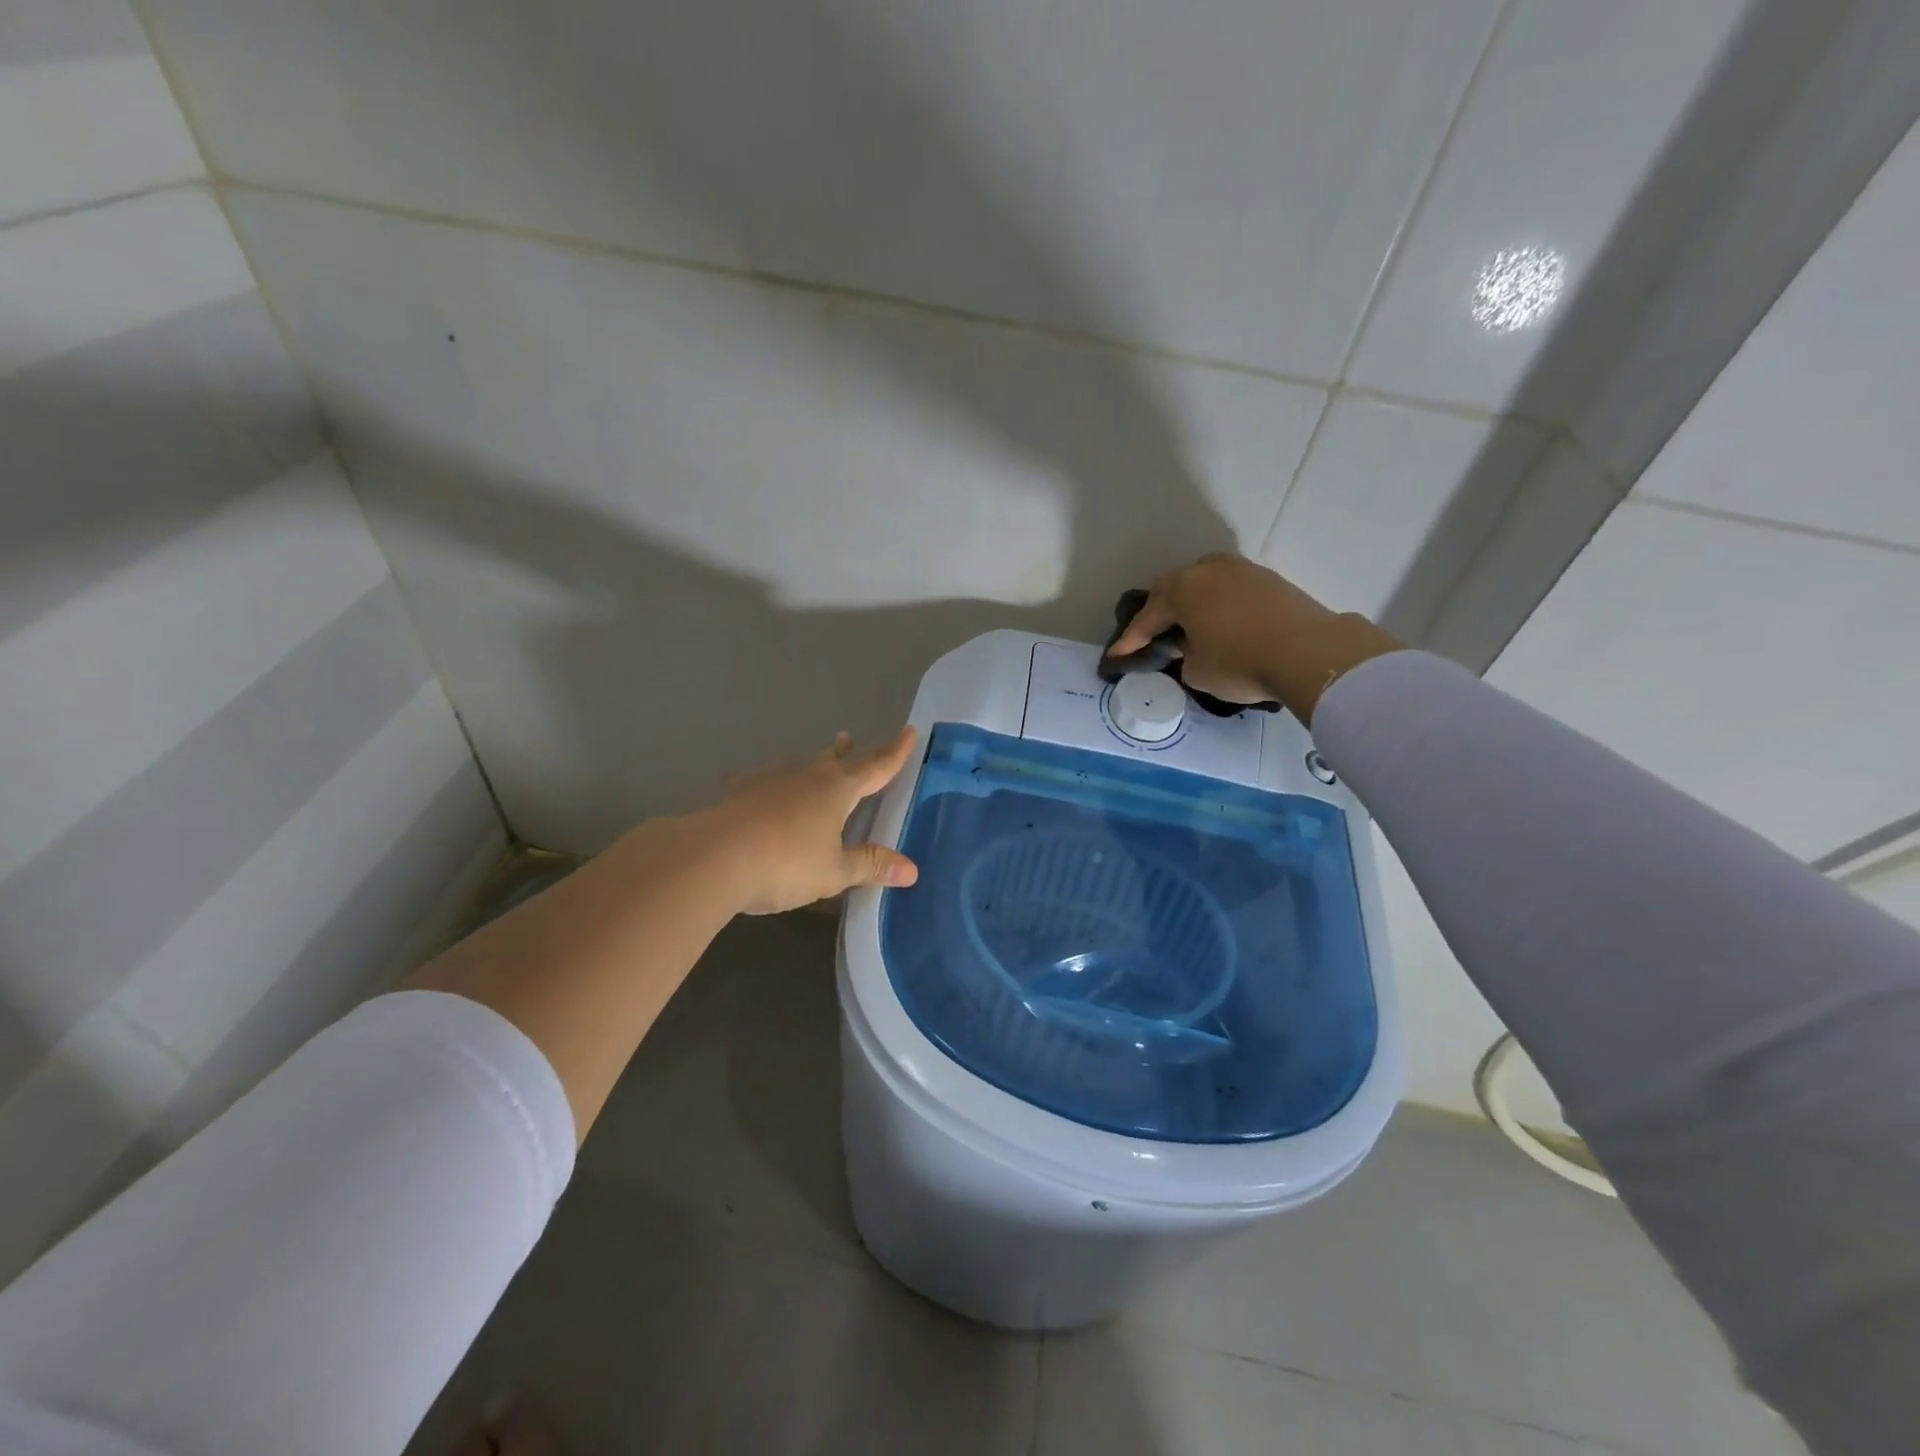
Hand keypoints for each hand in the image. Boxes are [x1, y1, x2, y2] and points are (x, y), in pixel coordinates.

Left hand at [697, 728, 920, 915]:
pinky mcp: (738, 793)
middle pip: (834, 760)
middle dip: (848, 753)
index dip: (895, 753)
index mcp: (836, 791)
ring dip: (810, 762)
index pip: (875, 767)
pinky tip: (749, 780)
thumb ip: (869, 865)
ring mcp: (769, 781)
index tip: (909, 731)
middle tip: (850, 739)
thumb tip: (912, 870)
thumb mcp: (833, 872)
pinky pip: (756, 779)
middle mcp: (806, 777)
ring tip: (814, 759)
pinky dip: (763, 780)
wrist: (710, 859)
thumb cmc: (784, 865)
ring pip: (797, 765)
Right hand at [1107, 553, 1402, 722]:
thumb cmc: (1241, 663)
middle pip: (1174, 588)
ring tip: (1190, 627)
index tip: (1118, 656)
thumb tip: (1189, 647)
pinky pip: (1231, 590)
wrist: (1309, 652)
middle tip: (1153, 635)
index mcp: (1183, 589)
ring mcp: (1243, 571)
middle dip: (1160, 612)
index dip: (1131, 639)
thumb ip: (1183, 656)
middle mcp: (1209, 570)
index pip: (1148, 616)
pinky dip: (1220, 606)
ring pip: (1205, 584)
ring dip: (1193, 604)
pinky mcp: (1270, 580)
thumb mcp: (1198, 671)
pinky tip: (1222, 624)